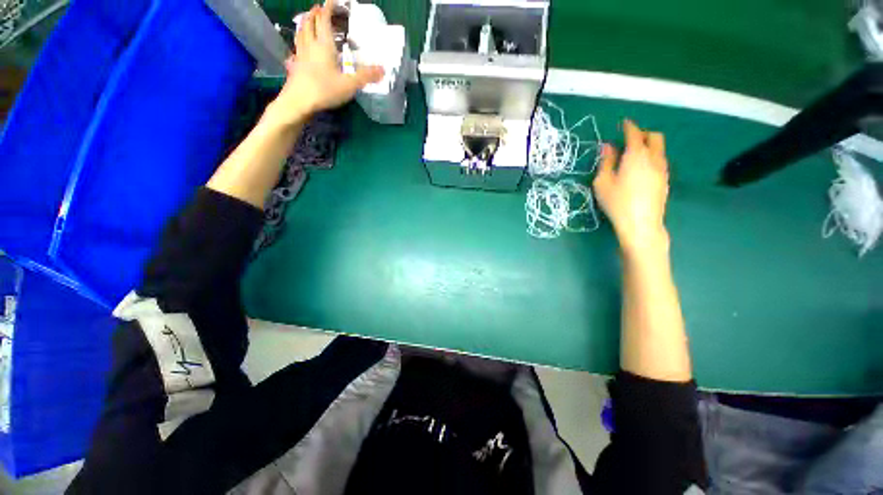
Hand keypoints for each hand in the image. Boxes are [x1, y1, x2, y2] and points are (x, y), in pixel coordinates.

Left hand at [267, 0, 383, 125]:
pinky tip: (300, 46)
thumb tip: (383, 70)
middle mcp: (310, 45)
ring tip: (308, 20)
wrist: (298, 102)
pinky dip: (300, 41)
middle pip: (310, 23)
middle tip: (320, 9)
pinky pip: (297, 47)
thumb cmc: (324, 90)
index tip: (332, 0)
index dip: (328, 8)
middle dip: (315, 13)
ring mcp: (300, 55)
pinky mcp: (295, 66)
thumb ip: (365, 76)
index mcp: (323, 45)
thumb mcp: (349, 85)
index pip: (324, 19)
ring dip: (305, 23)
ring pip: (301, 33)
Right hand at [593, 120, 670, 254]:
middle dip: (642, 134)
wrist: (641, 223)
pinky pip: (660, 160)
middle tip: (628, 140)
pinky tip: (640, 170)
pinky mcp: (665, 180)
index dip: (628, 126)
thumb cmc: (616, 202)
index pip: (634, 133)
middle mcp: (653, 158)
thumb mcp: (603, 182)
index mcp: (636, 155)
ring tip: (632, 156)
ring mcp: (662, 169)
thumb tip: (608, 147)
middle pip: (654, 136)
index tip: (622, 123)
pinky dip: (651, 157)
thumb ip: (606, 162)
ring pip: (659, 149)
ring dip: (648, 146)